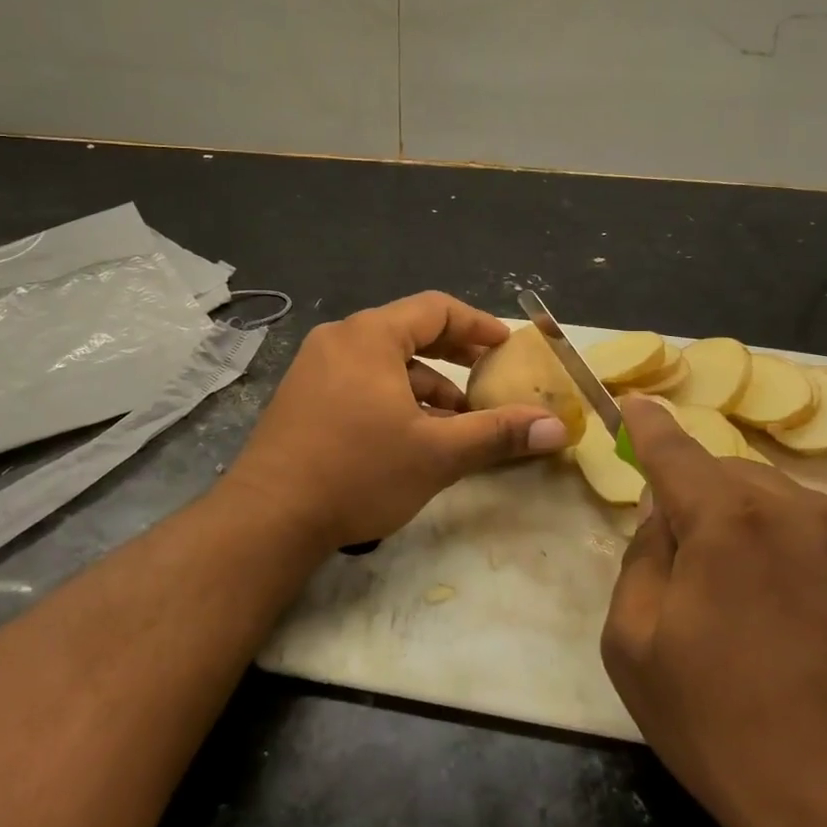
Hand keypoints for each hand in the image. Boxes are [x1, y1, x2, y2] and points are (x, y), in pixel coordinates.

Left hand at [221, 292, 570, 551]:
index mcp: (369, 336)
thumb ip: (498, 434)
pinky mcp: (301, 397)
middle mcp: (338, 340)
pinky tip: (411, 434)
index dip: (477, 324)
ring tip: (456, 420)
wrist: (268, 517)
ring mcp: (313, 368)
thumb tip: (557, 428)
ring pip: (383, 362)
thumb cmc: (359, 472)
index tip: (506, 346)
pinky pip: (359, 382)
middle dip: (453, 355)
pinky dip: (392, 398)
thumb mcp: (437, 453)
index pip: (435, 309)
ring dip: (424, 385)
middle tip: (488, 376)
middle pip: (408, 332)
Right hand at [601, 397, 826, 826]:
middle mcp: (798, 510)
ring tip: (743, 599)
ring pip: (778, 502)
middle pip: (728, 473)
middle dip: (697, 496)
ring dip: (747, 524)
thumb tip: (665, 518)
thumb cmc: (726, 730)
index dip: (647, 425)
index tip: (632, 404)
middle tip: (683, 558)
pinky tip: (796, 619)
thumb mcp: (635, 646)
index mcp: (729, 520)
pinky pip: (821, 536)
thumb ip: (640, 560)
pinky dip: (792, 551)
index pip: (674, 449)